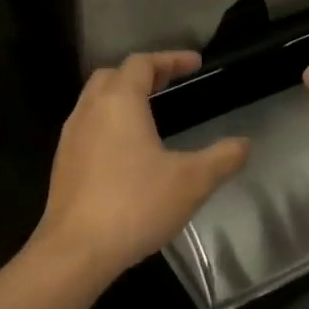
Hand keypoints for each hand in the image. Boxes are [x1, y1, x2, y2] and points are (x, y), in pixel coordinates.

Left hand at [35, 51, 249, 278]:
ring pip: (95, 102)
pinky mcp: (63, 164)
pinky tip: (127, 152)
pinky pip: (88, 128)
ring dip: (122, 98)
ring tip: (150, 115)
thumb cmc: (135, 205)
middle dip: (142, 74)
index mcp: (119, 102)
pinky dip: (109, 124)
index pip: (142, 63)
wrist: (76, 250)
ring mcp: (70, 138)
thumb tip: (244, 144)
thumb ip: (222, 158)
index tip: (195, 64)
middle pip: (113, 75)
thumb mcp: (192, 181)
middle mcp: (89, 111)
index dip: (170, 58)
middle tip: (170, 84)